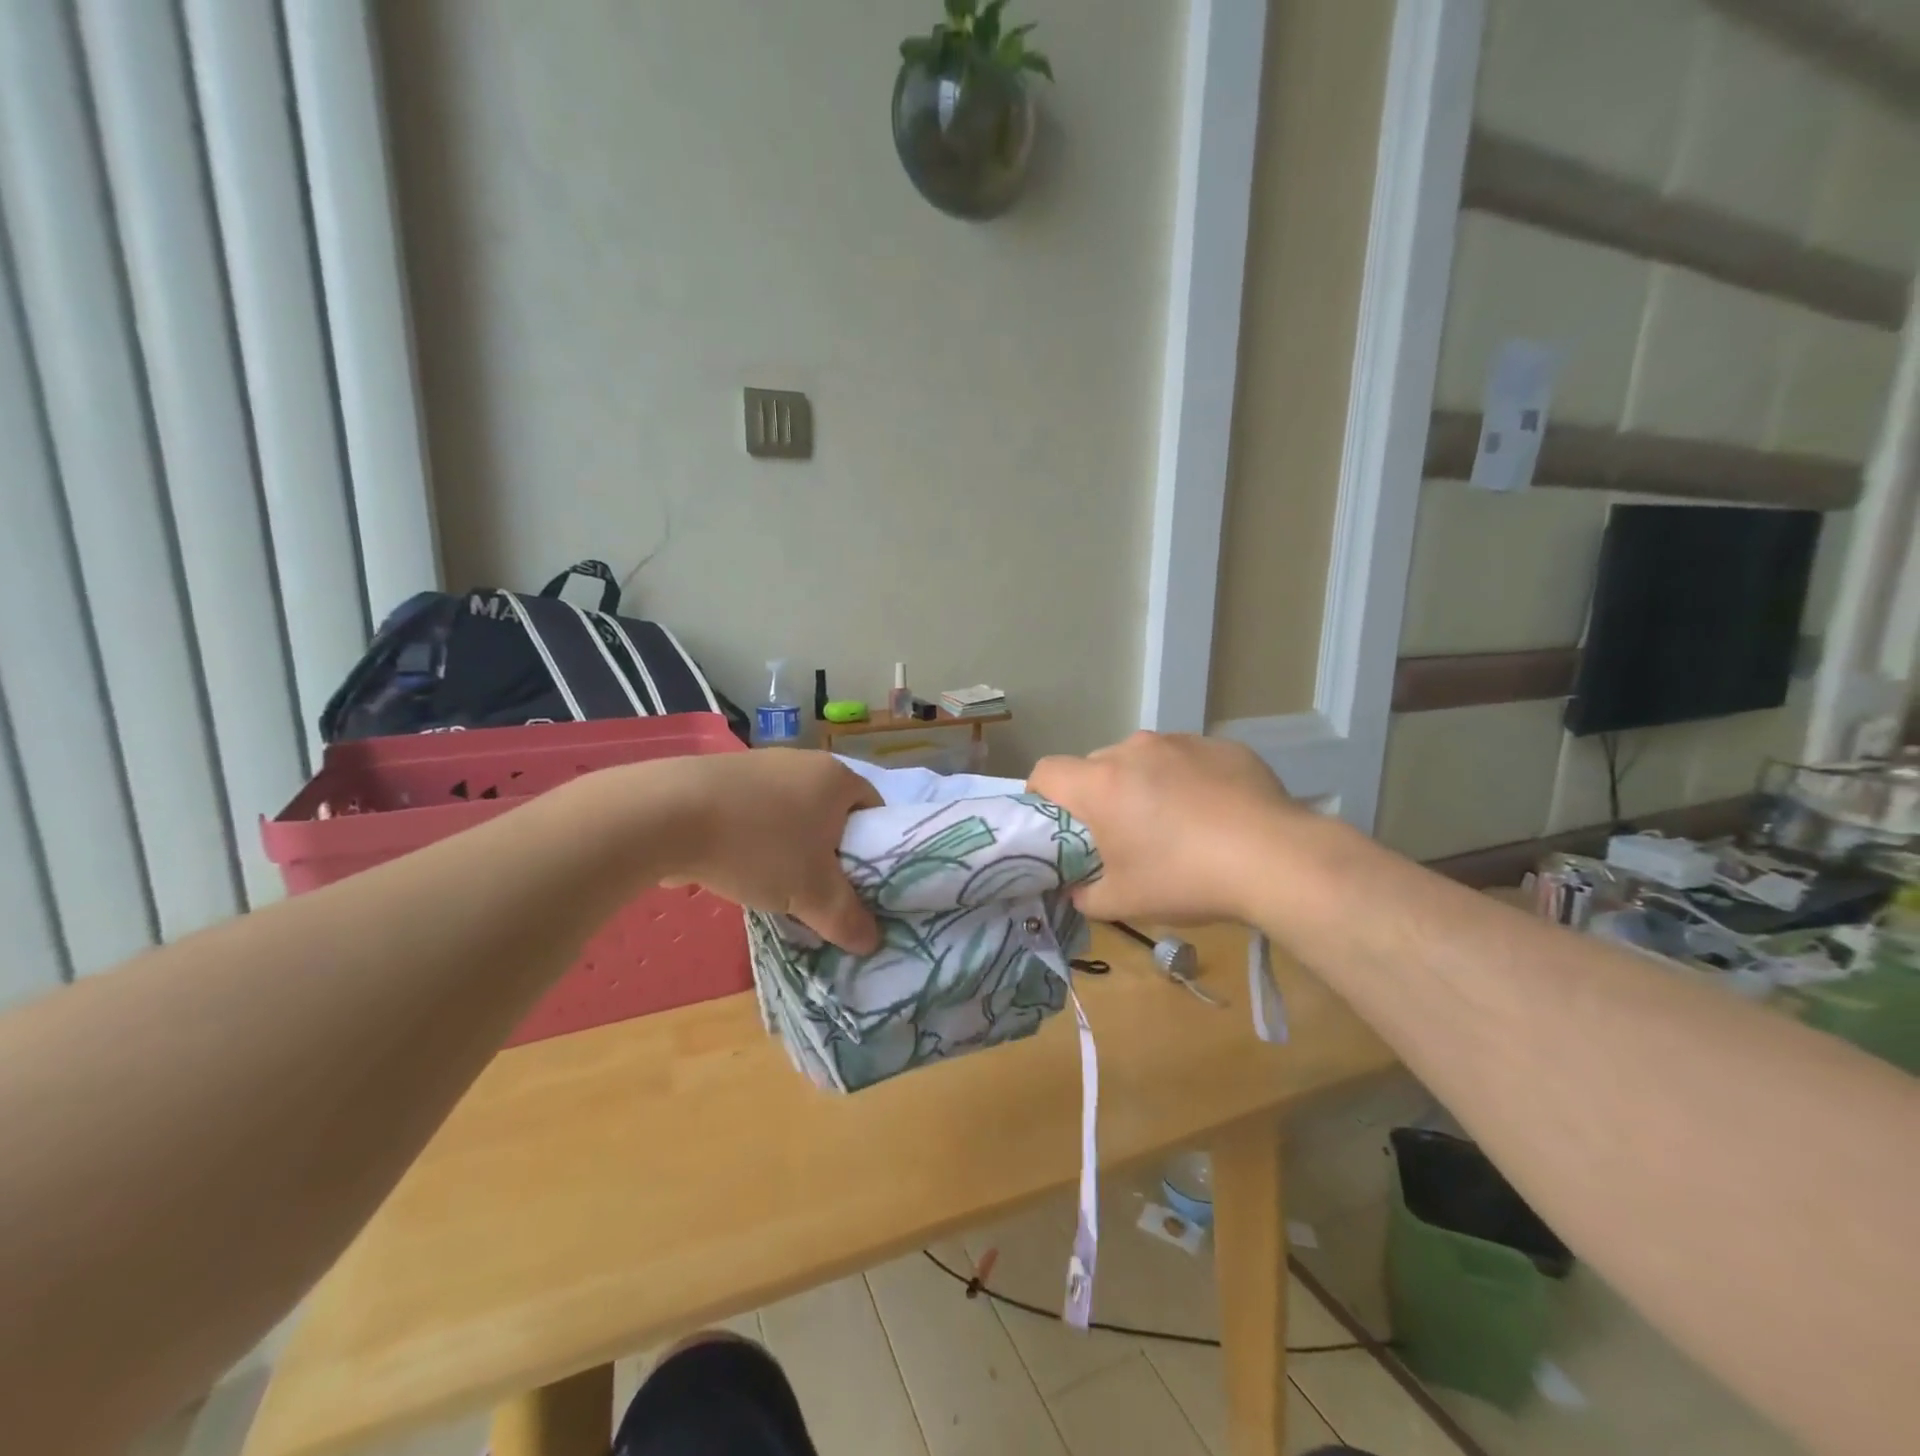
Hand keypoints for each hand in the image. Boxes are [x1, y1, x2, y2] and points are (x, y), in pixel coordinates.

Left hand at [649, 749, 882, 951]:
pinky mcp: (719, 775)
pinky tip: (730, 866)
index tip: (860, 881)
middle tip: (819, 889)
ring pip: (788, 813)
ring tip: (771, 884)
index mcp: (836, 778)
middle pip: (830, 812)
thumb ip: (846, 919)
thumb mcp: (812, 894)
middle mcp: (802, 761)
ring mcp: (758, 764)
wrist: (667, 814)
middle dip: (827, 851)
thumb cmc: (759, 846)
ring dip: (786, 847)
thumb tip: (871, 942)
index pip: (874, 809)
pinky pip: (750, 811)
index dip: (875, 847)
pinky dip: (749, 838)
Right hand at [1029, 731, 1300, 925]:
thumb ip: (1085, 896)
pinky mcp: (1222, 746)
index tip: (1055, 824)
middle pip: (1095, 766)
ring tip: (1173, 823)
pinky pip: (1187, 759)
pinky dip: (1186, 780)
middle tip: (1119, 834)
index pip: (1046, 772)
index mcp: (1101, 784)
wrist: (1277, 859)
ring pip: (1143, 760)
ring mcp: (1182, 742)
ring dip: (1142, 784)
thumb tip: (1076, 890)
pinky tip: (1213, 814)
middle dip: (1097, 796)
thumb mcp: (1124, 902)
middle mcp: (1134, 750)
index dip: (1041, 796)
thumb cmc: (1186, 879)